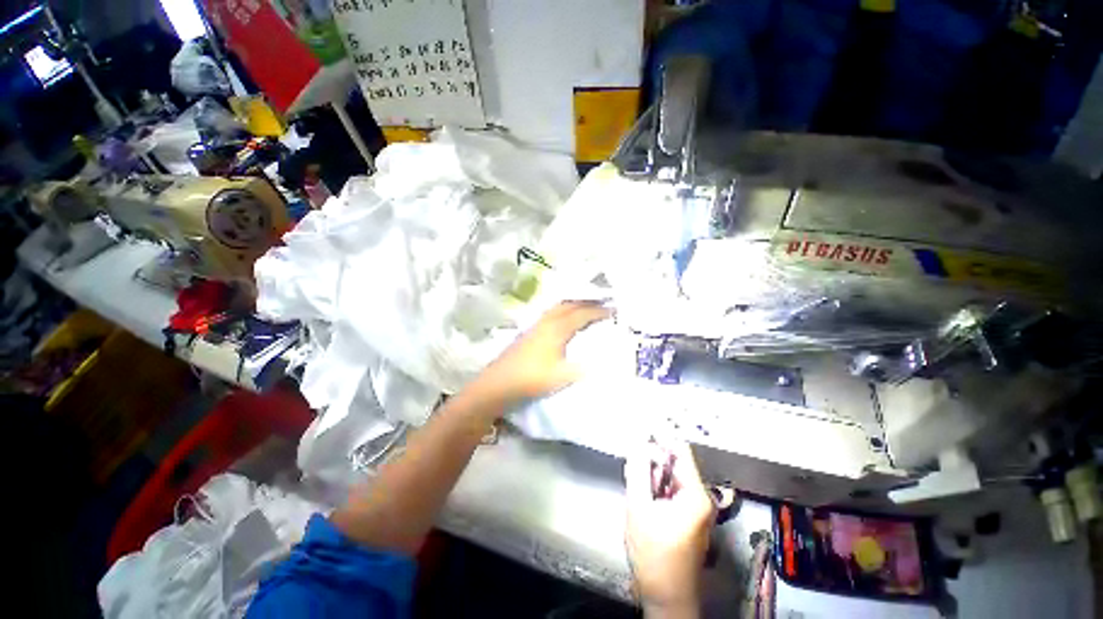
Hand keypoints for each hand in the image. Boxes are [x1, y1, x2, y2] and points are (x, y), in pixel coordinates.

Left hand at [473, 301, 609, 407]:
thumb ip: (581, 368)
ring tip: (586, 310)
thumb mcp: (561, 376)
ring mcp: (536, 325)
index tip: (614, 310)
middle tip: (602, 305)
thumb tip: (599, 363)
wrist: (499, 383)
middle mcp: (547, 321)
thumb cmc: (531, 378)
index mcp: (557, 328)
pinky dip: (563, 312)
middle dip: (587, 303)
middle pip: (570, 305)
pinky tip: (564, 321)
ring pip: (558, 308)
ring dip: (574, 305)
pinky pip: (551, 314)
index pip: (582, 314)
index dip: (599, 311)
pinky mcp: (529, 332)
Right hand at [625, 438, 715, 617]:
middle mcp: (701, 498)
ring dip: (652, 476)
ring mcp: (696, 510)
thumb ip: (637, 471)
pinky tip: (643, 497)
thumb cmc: (653, 554)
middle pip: (675, 464)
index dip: (660, 436)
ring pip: (671, 479)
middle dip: (652, 460)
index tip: (640, 427)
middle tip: (632, 464)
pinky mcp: (688, 519)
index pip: (680, 450)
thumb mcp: (639, 507)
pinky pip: (671, 493)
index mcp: (696, 494)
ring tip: (635, 483)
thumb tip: (637, 440)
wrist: (666, 598)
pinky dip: (656, 489)